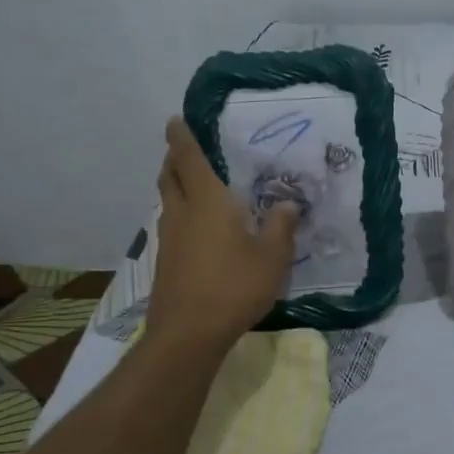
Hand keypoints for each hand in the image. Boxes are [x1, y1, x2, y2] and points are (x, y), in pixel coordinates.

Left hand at [145, 117, 298, 349]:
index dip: (181, 137)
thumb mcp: (272, 257)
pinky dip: (180, 213)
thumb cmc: (234, 287)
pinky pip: (171, 225)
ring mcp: (168, 239)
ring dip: (175, 186)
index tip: (175, 120)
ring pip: (167, 201)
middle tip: (185, 150)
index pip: (189, 158)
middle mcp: (182, 213)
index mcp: (207, 202)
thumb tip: (287, 203)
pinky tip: (199, 229)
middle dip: (173, 158)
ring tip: (194, 185)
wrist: (189, 334)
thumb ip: (281, 226)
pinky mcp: (165, 262)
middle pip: (169, 176)